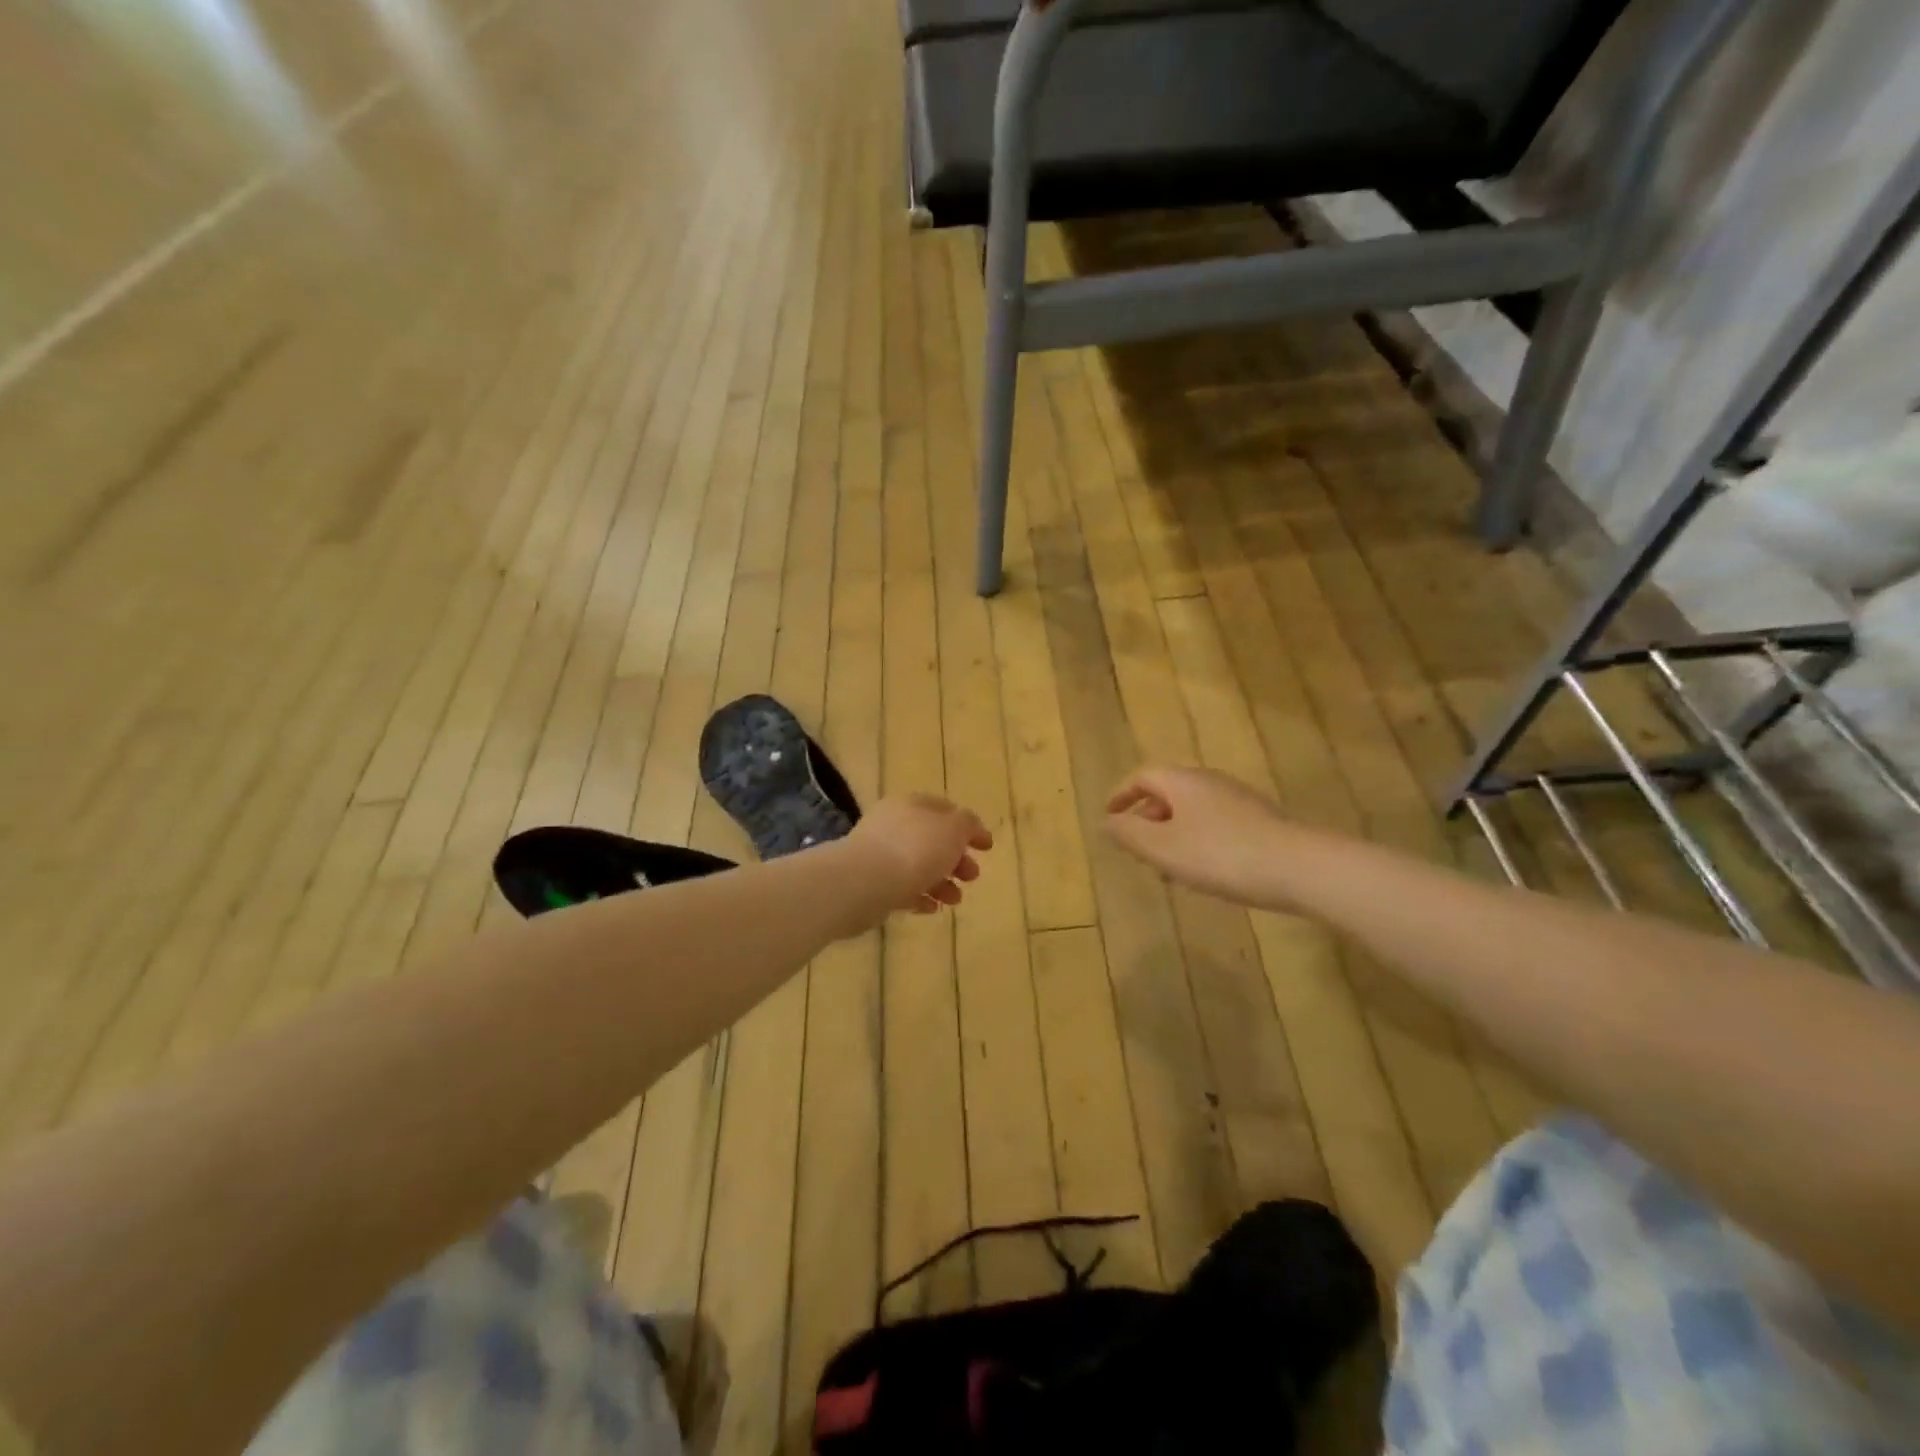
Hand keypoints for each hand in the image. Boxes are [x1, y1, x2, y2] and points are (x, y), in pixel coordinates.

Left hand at [844, 794, 993, 919]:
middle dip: (956, 859)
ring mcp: (879, 853)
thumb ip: (967, 824)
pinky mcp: (871, 881)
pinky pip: (902, 887)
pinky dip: (920, 896)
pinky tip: (931, 908)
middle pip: (932, 839)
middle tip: (972, 876)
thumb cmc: (915, 849)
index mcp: (912, 804)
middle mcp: (894, 824)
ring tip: (954, 900)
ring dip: (941, 882)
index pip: (946, 809)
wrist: (865, 882)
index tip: (987, 847)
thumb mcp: (953, 829)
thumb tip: (968, 827)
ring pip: (918, 865)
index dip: (969, 827)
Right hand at [1105, 766, 1291, 907]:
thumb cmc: (1219, 855)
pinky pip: (1214, 824)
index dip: (1121, 795)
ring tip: (1167, 868)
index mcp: (1182, 781)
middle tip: (1136, 848)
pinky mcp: (1259, 821)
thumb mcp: (1162, 848)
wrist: (1298, 867)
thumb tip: (1104, 822)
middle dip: (1147, 818)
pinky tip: (1204, 872)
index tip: (1109, 817)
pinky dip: (1197, 841)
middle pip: (1168, 792)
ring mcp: (1237, 800)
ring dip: (1172, 834)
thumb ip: (1128, 834)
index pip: (1142, 776)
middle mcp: (1209, 782)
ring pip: (1192, 811)